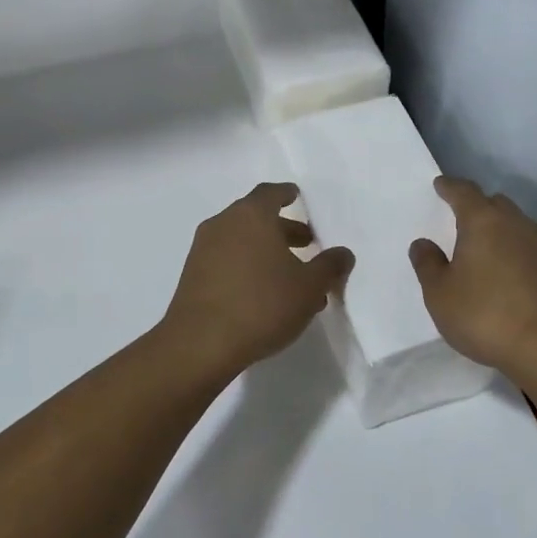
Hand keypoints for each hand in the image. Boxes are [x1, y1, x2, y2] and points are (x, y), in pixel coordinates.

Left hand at [161, 183, 353, 375]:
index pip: (270, 193)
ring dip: (267, 252)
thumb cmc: (262, 304)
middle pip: (256, 217)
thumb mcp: (309, 287)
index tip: (297, 197)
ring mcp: (203, 250)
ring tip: (292, 277)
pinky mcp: (193, 276)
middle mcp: (224, 224)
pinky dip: (248, 267)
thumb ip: (329, 266)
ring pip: (242, 241)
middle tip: (307, 244)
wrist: (200, 344)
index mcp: (251, 215)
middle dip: (283, 229)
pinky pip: (227, 261)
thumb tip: (343, 254)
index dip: (286, 194)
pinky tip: (266, 295)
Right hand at [410, 177, 536, 373]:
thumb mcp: (440, 294)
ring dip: (495, 226)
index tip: (440, 185)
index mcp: (483, 221)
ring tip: (478, 243)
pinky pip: (524, 245)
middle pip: (493, 202)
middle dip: (476, 204)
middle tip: (458, 215)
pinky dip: (509, 247)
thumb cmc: (485, 314)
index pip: (464, 192)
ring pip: (513, 223)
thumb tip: (423, 244)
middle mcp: (513, 224)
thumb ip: (428, 265)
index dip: (450, 187)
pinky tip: (500, 268)